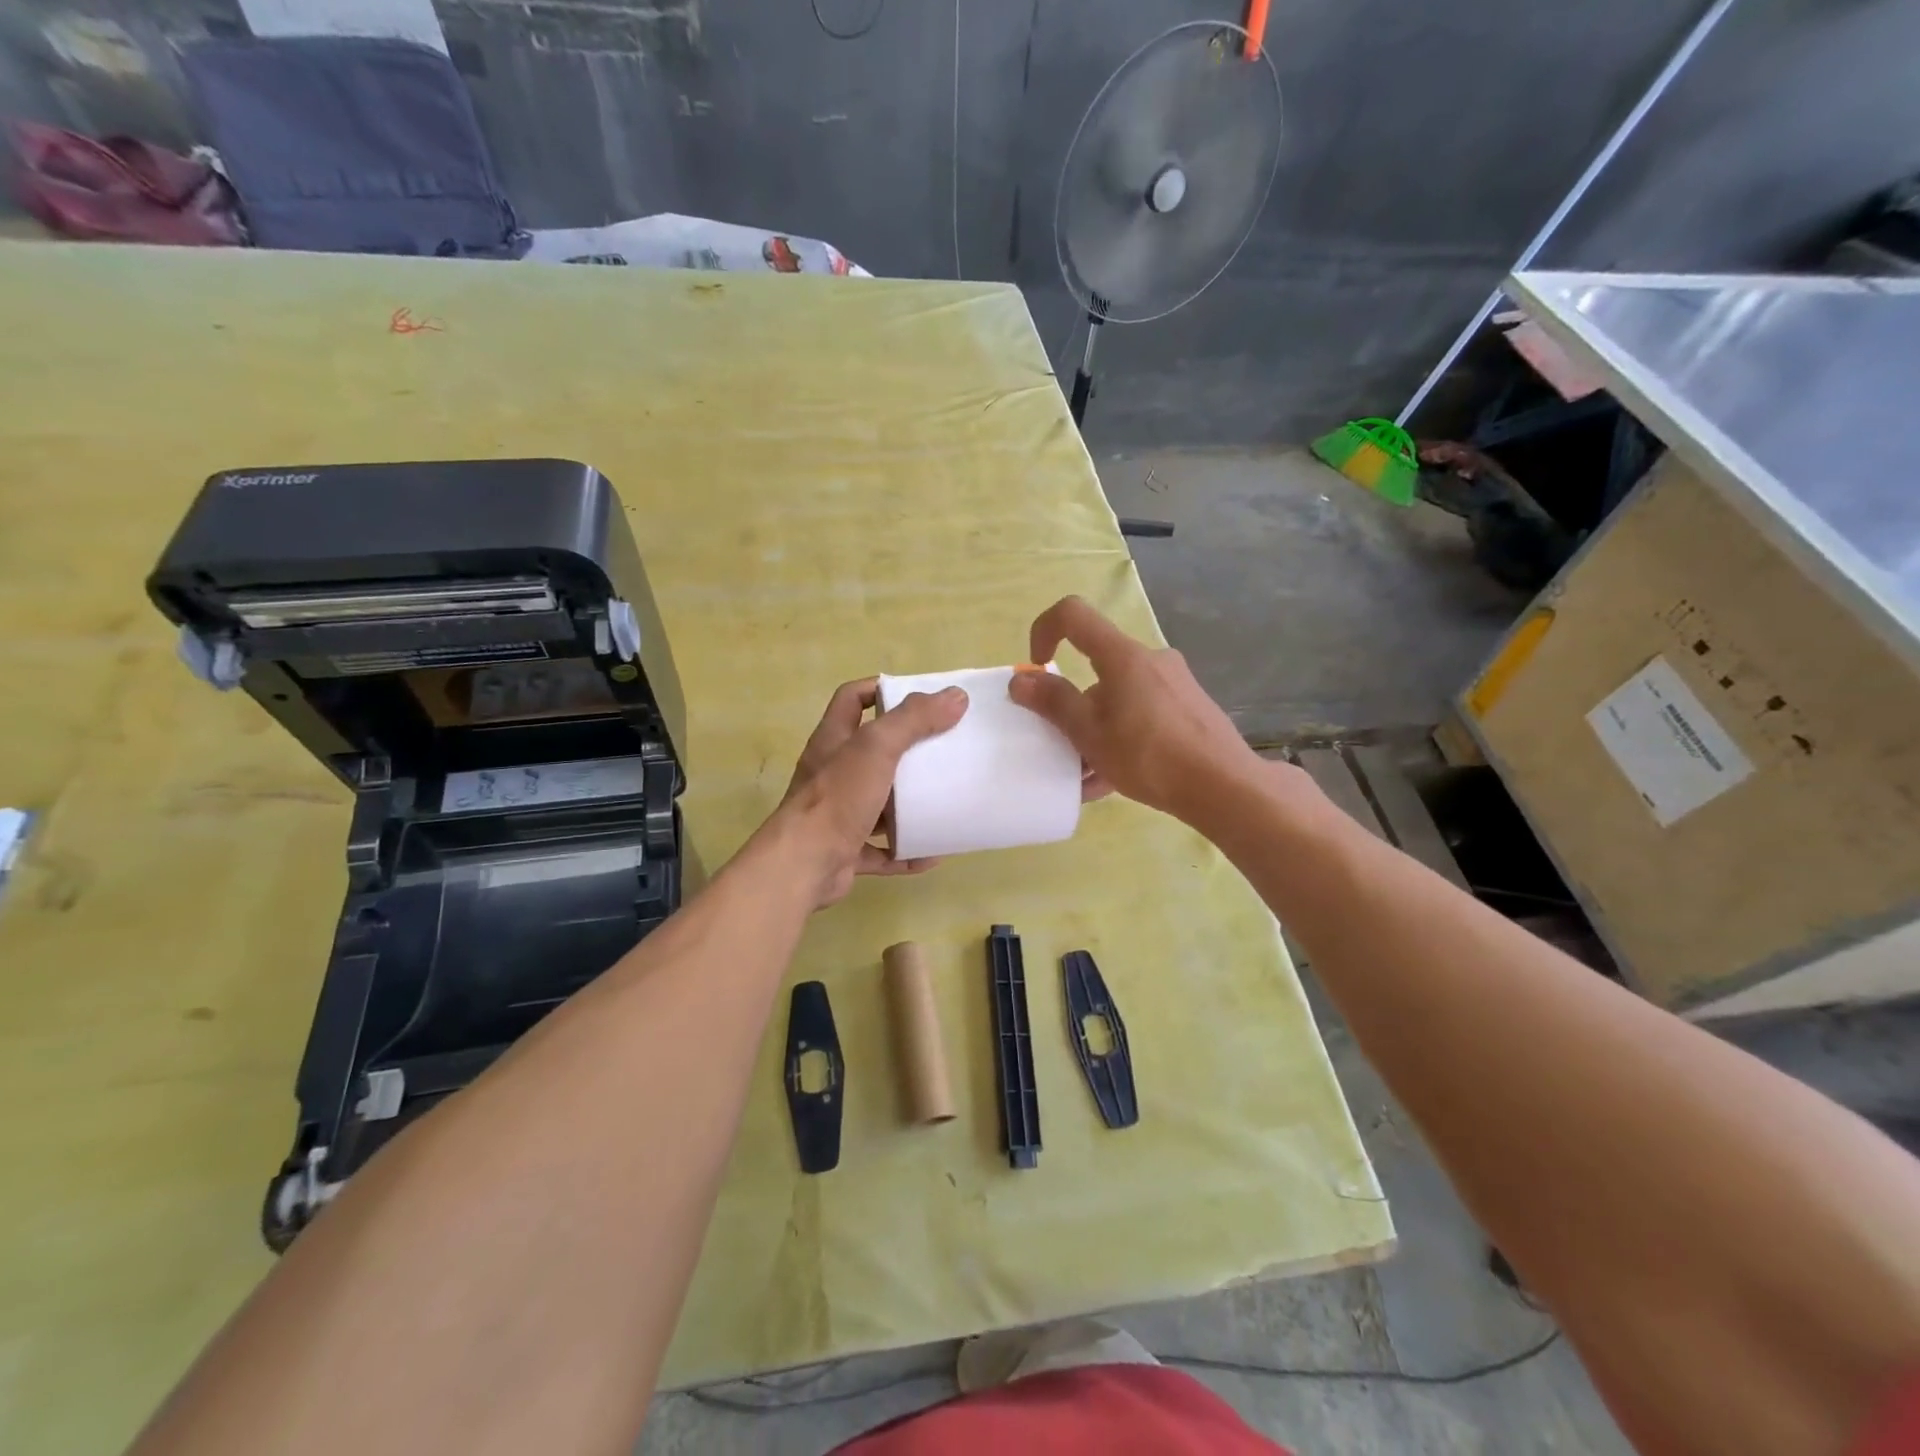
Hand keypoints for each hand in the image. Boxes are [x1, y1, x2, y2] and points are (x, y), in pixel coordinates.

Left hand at [777, 677, 968, 905]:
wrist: (804, 865)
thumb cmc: (838, 797)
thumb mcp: (877, 747)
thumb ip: (913, 719)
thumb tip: (955, 696)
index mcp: (834, 741)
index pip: (853, 699)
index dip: (881, 689)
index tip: (921, 697)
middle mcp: (834, 773)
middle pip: (872, 752)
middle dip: (908, 750)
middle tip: (945, 747)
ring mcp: (839, 814)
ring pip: (879, 803)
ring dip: (910, 804)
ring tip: (946, 797)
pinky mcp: (848, 850)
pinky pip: (884, 849)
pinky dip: (908, 849)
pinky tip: (935, 853)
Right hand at [1007, 596, 1258, 822]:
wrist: (1225, 787)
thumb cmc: (1149, 756)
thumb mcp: (1090, 734)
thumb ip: (1053, 703)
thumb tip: (1021, 679)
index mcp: (1123, 656)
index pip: (1073, 615)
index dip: (1044, 630)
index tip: (1038, 667)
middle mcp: (1150, 660)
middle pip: (1097, 669)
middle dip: (1073, 707)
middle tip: (1063, 744)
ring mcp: (1174, 685)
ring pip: (1119, 699)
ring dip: (1095, 732)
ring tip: (1086, 777)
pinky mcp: (1189, 709)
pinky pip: (1142, 716)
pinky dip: (1121, 740)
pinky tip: (1112, 782)